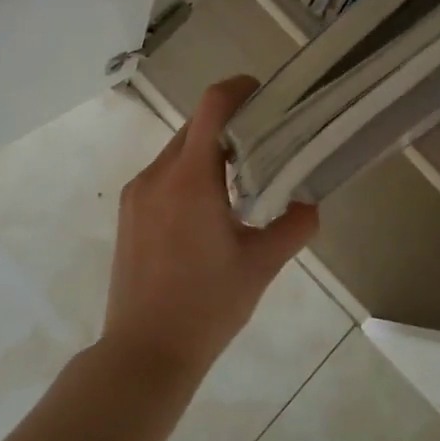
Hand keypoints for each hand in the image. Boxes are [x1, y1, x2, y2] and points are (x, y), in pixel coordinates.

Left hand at [104, 77, 319, 383]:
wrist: (145, 351)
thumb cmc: (207, 306)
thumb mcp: (261, 266)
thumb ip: (294, 226)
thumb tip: (311, 204)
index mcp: (190, 179)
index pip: (212, 107)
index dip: (238, 89)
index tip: (263, 93)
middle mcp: (157, 175)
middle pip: (195, 126)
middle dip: (229, 124)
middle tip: (265, 140)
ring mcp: (137, 193)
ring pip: (177, 151)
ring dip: (208, 151)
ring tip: (240, 178)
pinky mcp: (128, 213)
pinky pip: (163, 175)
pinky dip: (188, 174)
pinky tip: (208, 208)